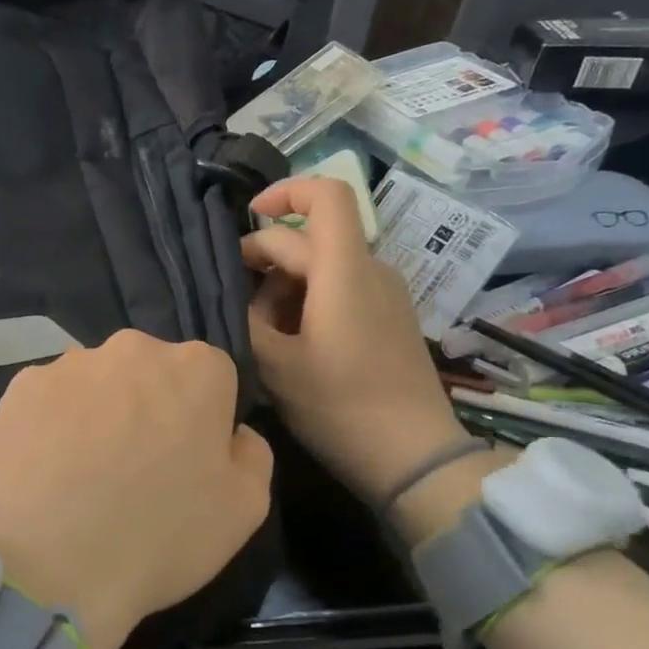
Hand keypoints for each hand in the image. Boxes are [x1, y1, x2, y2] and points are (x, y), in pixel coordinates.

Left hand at [0, 331, 272, 648]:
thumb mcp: (244, 510)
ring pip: (98, 382)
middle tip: (136, 465)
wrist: (46, 564)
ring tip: (84, 472)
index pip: (212, 378)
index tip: (187, 460)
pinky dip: (53, 423)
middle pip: (151, 371)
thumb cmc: (158, 536)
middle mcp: (132, 349)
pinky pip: (51, 399)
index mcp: (196, 368)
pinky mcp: (21, 386)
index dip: (204, 419)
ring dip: (100, 411)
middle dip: (150, 405)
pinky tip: (48, 469)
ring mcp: (70, 364)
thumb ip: (251, 454)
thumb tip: (234, 432)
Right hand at [241, 176, 469, 509]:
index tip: (250, 217)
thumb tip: (236, 294)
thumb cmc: (340, 407)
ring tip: (260, 333)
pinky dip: (308, 301)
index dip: (285, 191)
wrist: (414, 458)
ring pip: (322, 267)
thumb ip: (246, 318)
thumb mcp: (275, 365)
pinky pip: (341, 289)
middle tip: (233, 305)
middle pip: (309, 240)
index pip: (326, 196)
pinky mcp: (390, 319)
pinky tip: (291, 344)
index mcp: (344, 271)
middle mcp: (370, 270)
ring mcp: (385, 295)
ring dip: (283, 287)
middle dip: (263, 261)